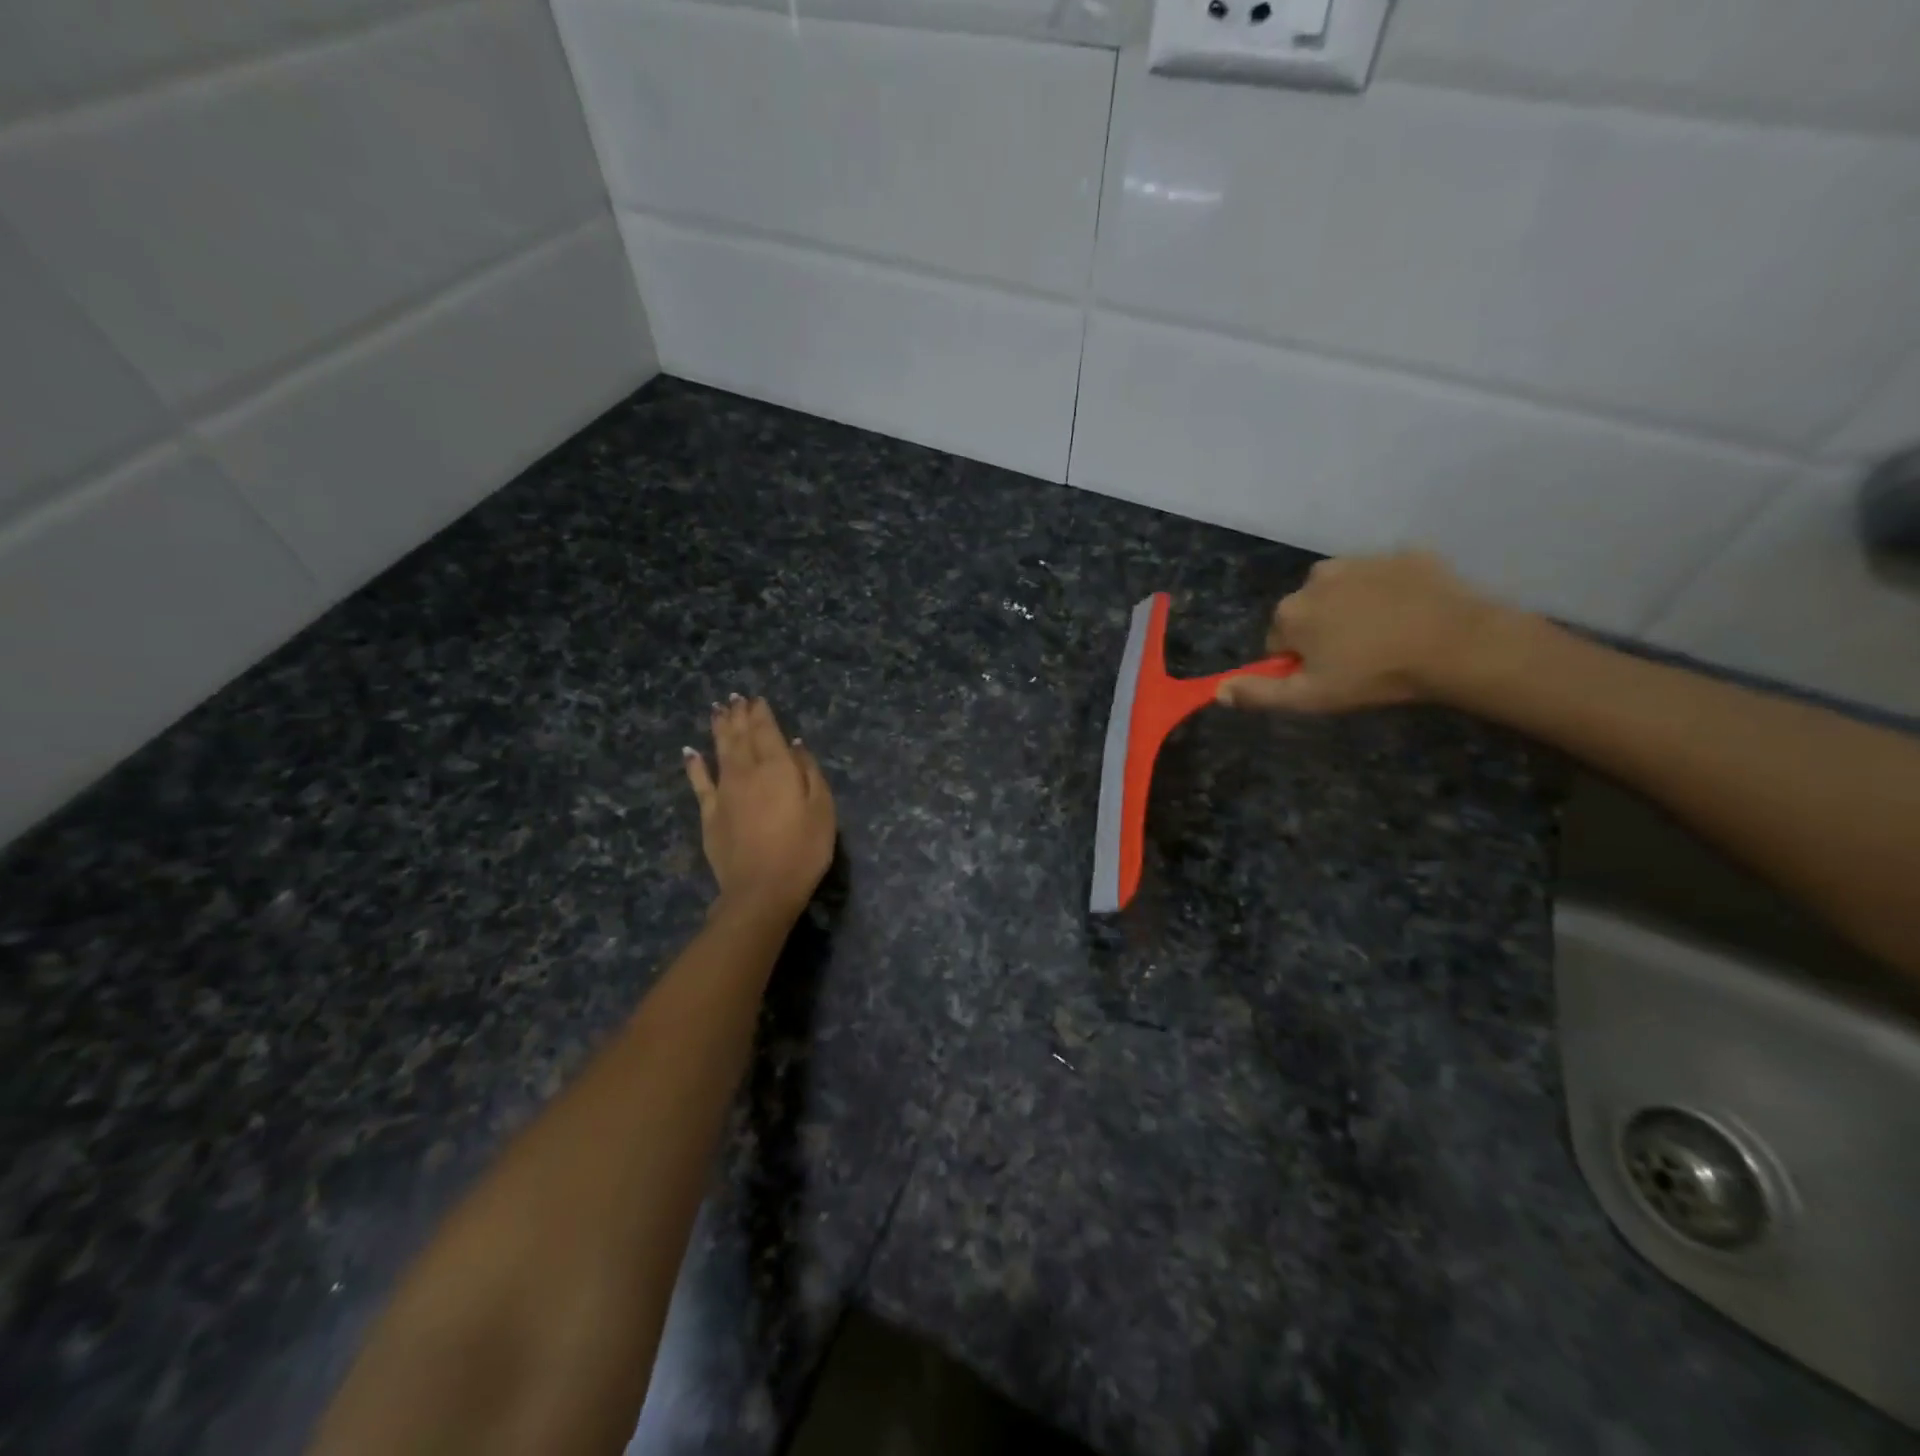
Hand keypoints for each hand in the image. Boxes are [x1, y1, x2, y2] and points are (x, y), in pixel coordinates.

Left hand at [682, 696, 835, 917]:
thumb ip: (809, 772)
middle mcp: (747, 772)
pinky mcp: (709, 814)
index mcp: (777, 768)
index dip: (761, 714)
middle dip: (738, 715)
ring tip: (717, 711)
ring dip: (718, 729)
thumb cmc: (803, 850)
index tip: (757, 699)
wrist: (761, 890)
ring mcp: (724, 792)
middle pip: (740, 736)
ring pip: (719, 751)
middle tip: (734, 698)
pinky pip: (699, 782)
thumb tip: (795, 745)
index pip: (767, 731)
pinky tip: (690, 752)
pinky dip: (695, 765)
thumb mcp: (822, 809)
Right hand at [1217, 552, 1516, 713]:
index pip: (1277, 640)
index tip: (1327, 677)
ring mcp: (1363, 560)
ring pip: (1344, 591)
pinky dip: (1391, 593)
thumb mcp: (1310, 698)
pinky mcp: (1405, 554)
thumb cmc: (1374, 675)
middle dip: (1323, 631)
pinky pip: (1386, 577)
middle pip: (1308, 611)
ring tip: (1387, 637)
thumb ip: (1259, 693)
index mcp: (1291, 611)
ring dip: (1354, 609)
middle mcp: (1316, 576)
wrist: (1457, 644)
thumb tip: (1218, 690)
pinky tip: (1412, 616)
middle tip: (1358, 660)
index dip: (1298, 662)